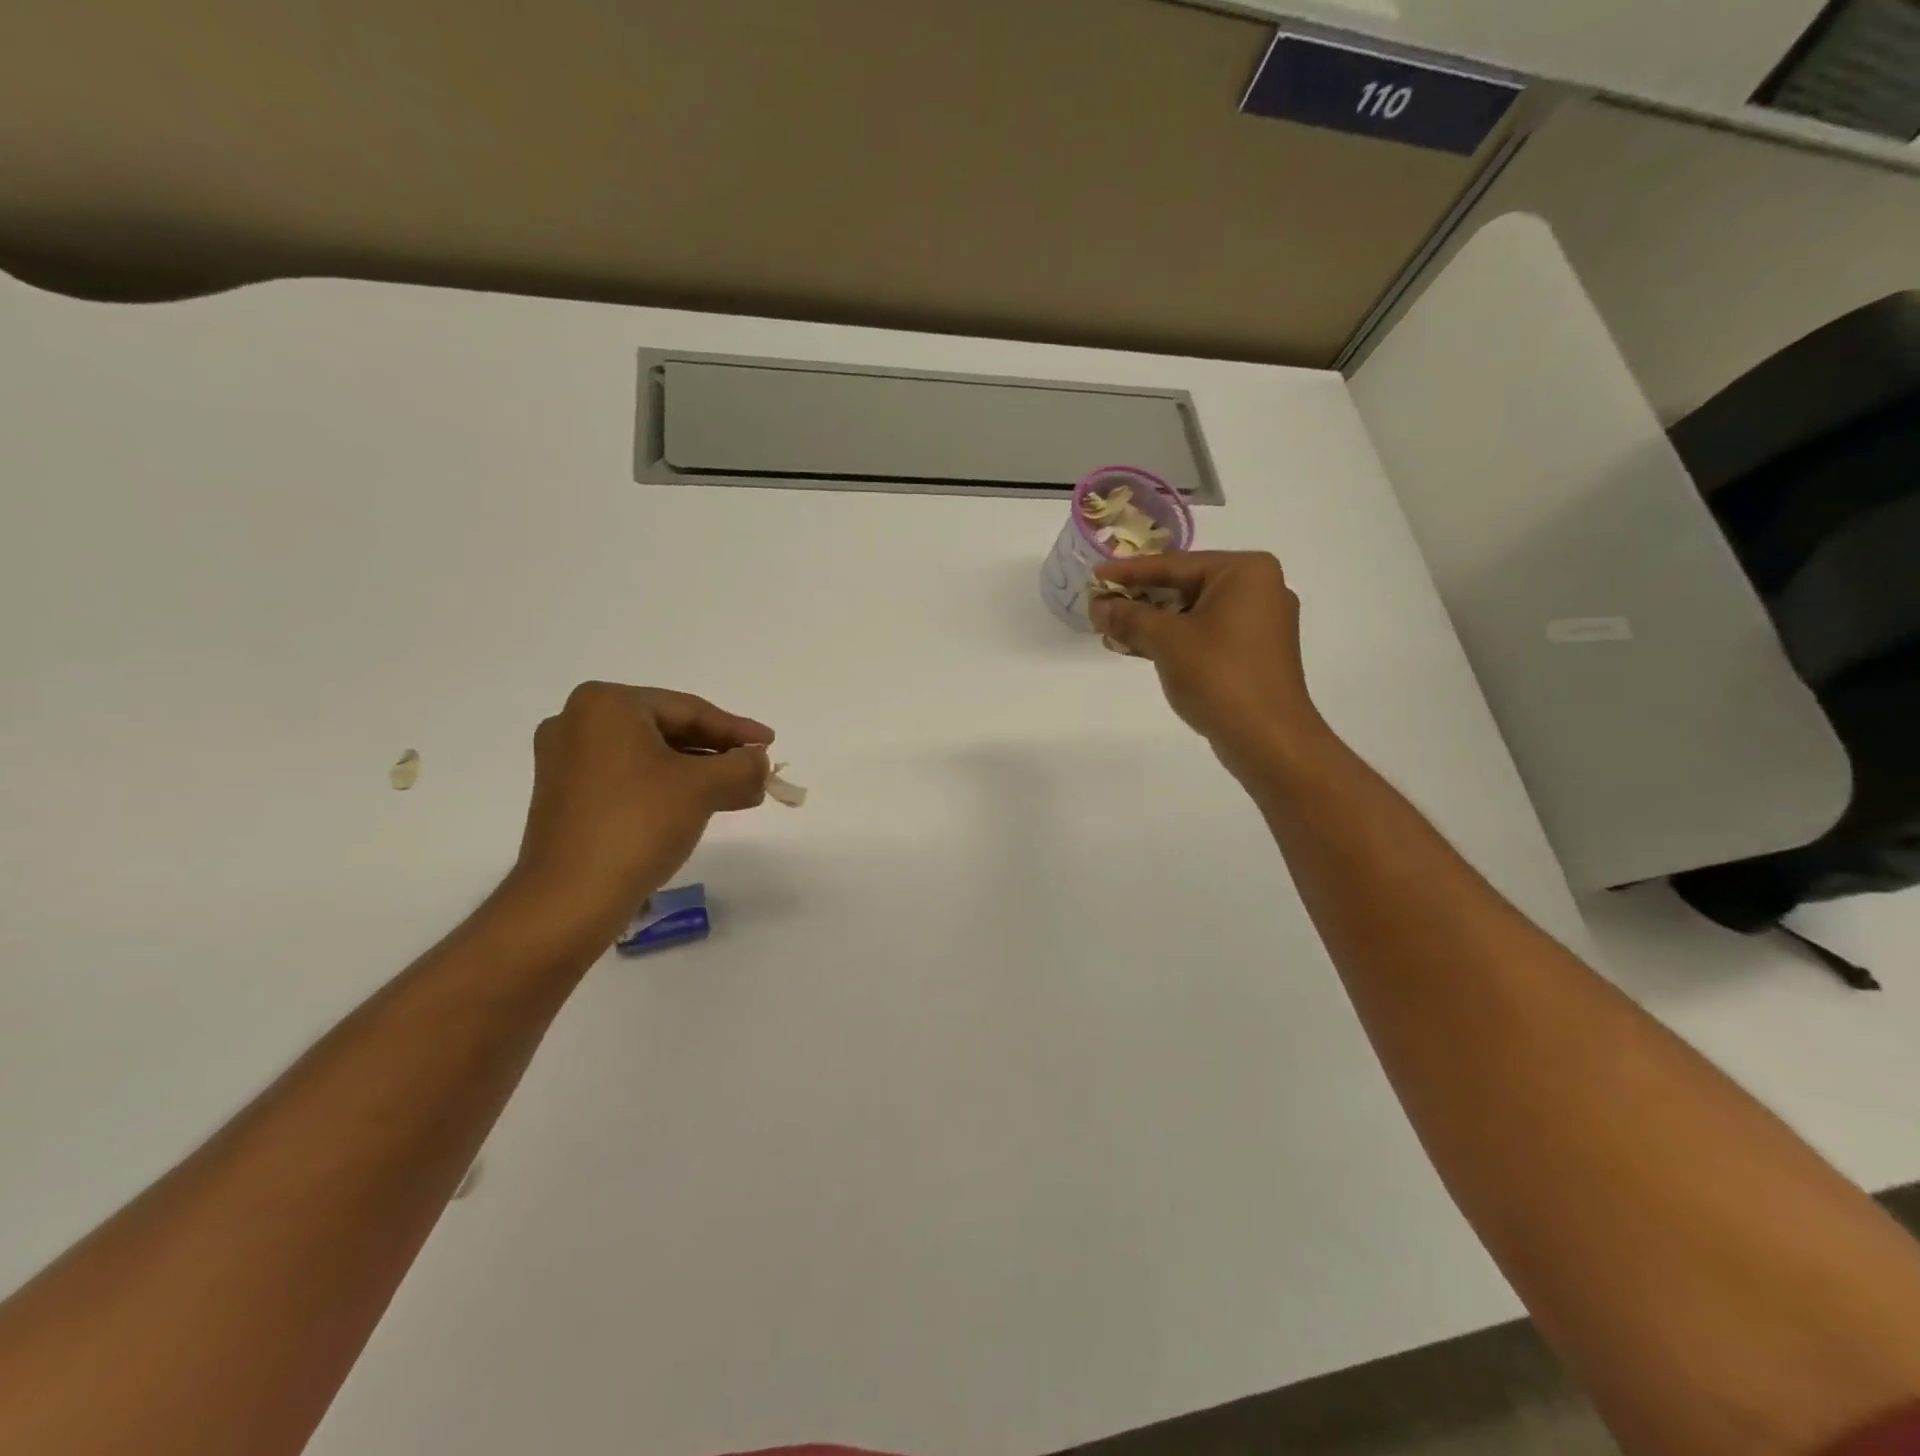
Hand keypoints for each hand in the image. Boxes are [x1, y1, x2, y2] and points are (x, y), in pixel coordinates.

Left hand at [507, 683, 771, 936]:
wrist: (570, 899)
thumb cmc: (638, 825)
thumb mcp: (703, 787)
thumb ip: (742, 765)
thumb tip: (759, 759)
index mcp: (607, 705)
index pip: (689, 710)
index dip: (737, 729)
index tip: (770, 744)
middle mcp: (579, 722)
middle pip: (669, 731)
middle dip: (719, 755)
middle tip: (758, 771)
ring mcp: (567, 760)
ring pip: (652, 758)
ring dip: (699, 775)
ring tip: (742, 794)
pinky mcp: (567, 796)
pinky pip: (631, 778)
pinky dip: (669, 788)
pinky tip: (704, 805)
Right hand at [1091, 551, 1326, 778]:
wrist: (1268, 740)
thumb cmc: (1220, 677)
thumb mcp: (1167, 641)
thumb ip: (1130, 617)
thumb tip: (1099, 606)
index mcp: (1245, 571)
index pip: (1174, 564)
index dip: (1128, 572)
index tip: (1094, 575)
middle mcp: (1259, 588)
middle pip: (1184, 585)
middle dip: (1140, 598)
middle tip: (1099, 605)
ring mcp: (1259, 622)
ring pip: (1193, 612)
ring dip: (1152, 621)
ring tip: (1111, 629)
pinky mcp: (1254, 652)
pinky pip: (1205, 634)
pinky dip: (1173, 639)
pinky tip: (1139, 647)